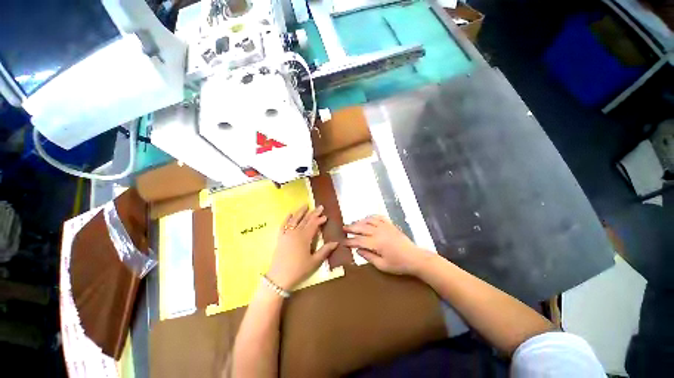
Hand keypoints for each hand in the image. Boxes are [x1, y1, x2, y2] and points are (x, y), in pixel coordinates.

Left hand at [266, 205, 337, 289]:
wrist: (279, 278)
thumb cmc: (299, 270)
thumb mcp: (314, 261)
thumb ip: (325, 250)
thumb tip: (336, 242)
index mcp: (304, 237)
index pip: (313, 224)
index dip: (320, 219)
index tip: (325, 216)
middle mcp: (295, 233)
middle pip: (305, 220)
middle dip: (313, 213)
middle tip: (320, 206)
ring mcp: (286, 234)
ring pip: (294, 219)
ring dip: (300, 212)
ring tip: (305, 205)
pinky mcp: (280, 238)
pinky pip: (283, 225)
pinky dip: (287, 218)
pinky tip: (290, 214)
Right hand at [344, 215, 428, 275]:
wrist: (415, 257)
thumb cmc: (398, 264)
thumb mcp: (382, 265)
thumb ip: (368, 257)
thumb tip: (357, 250)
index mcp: (376, 243)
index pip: (358, 241)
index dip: (349, 241)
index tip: (343, 241)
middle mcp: (378, 232)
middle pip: (361, 228)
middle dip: (351, 228)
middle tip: (343, 228)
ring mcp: (385, 227)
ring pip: (368, 221)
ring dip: (360, 221)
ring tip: (353, 224)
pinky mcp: (390, 225)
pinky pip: (378, 217)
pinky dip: (371, 217)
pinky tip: (367, 218)